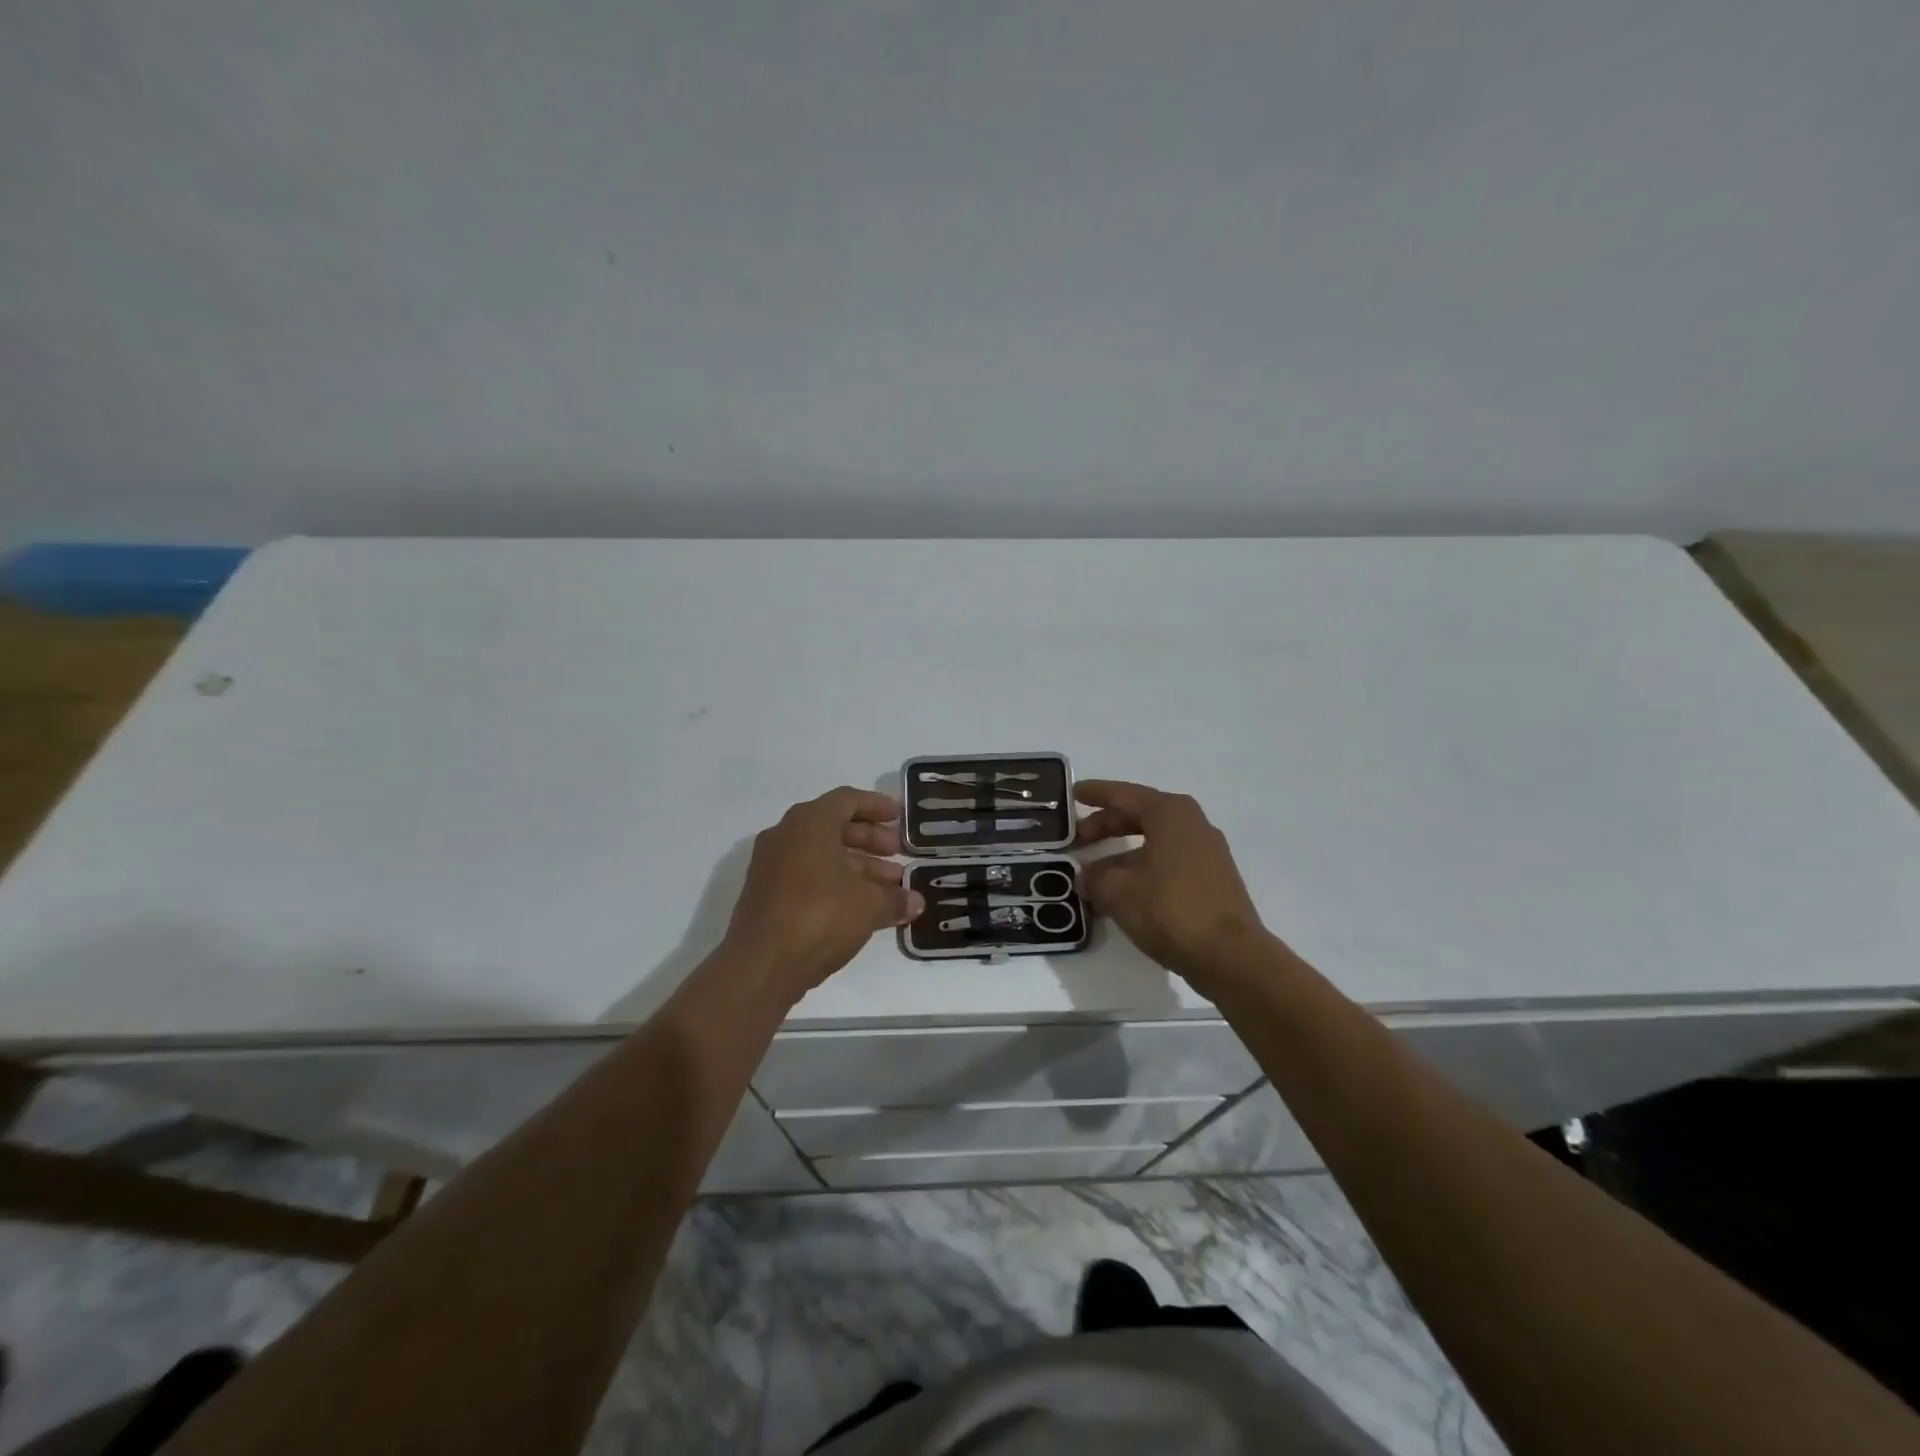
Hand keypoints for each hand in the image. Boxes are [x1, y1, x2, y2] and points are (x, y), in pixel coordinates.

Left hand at [718, 787, 924, 1005]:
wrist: (761, 965)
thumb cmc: (820, 915)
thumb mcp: (869, 905)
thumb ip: (895, 898)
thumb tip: (915, 902)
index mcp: (809, 822)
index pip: (847, 800)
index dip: (876, 806)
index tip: (899, 817)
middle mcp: (786, 836)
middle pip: (834, 827)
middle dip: (870, 840)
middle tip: (898, 853)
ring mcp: (772, 866)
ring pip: (822, 855)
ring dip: (857, 866)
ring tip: (891, 886)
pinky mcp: (767, 895)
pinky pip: (808, 877)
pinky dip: (836, 883)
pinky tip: (863, 906)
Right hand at [1076, 780, 1271, 982]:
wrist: (1231, 956)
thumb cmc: (1170, 910)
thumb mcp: (1118, 892)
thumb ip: (1094, 877)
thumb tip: (1087, 877)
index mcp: (1169, 813)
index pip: (1123, 794)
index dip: (1095, 793)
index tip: (1073, 792)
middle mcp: (1191, 823)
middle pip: (1139, 815)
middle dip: (1106, 825)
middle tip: (1077, 838)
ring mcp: (1207, 851)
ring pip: (1154, 840)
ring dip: (1122, 852)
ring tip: (1094, 872)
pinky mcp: (1213, 878)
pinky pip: (1168, 860)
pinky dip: (1143, 867)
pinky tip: (1124, 890)